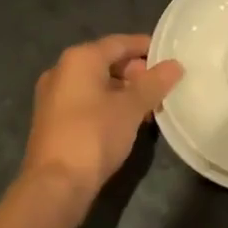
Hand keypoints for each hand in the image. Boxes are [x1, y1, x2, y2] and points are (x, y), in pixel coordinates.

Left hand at [24, 34, 182, 206]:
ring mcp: (53, 96)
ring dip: (123, 90)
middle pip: (106, 61)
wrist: (55, 184)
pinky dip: (107, 104)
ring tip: (149, 104)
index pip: (119, 43)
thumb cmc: (94, 134)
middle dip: (135, 71)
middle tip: (161, 83)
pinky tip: (126, 120)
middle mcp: (61, 70)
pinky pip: (86, 101)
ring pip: (96, 83)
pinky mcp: (52, 120)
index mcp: (79, 59)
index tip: (169, 54)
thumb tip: (175, 65)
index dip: (145, 47)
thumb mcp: (131, 107)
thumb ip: (154, 83)